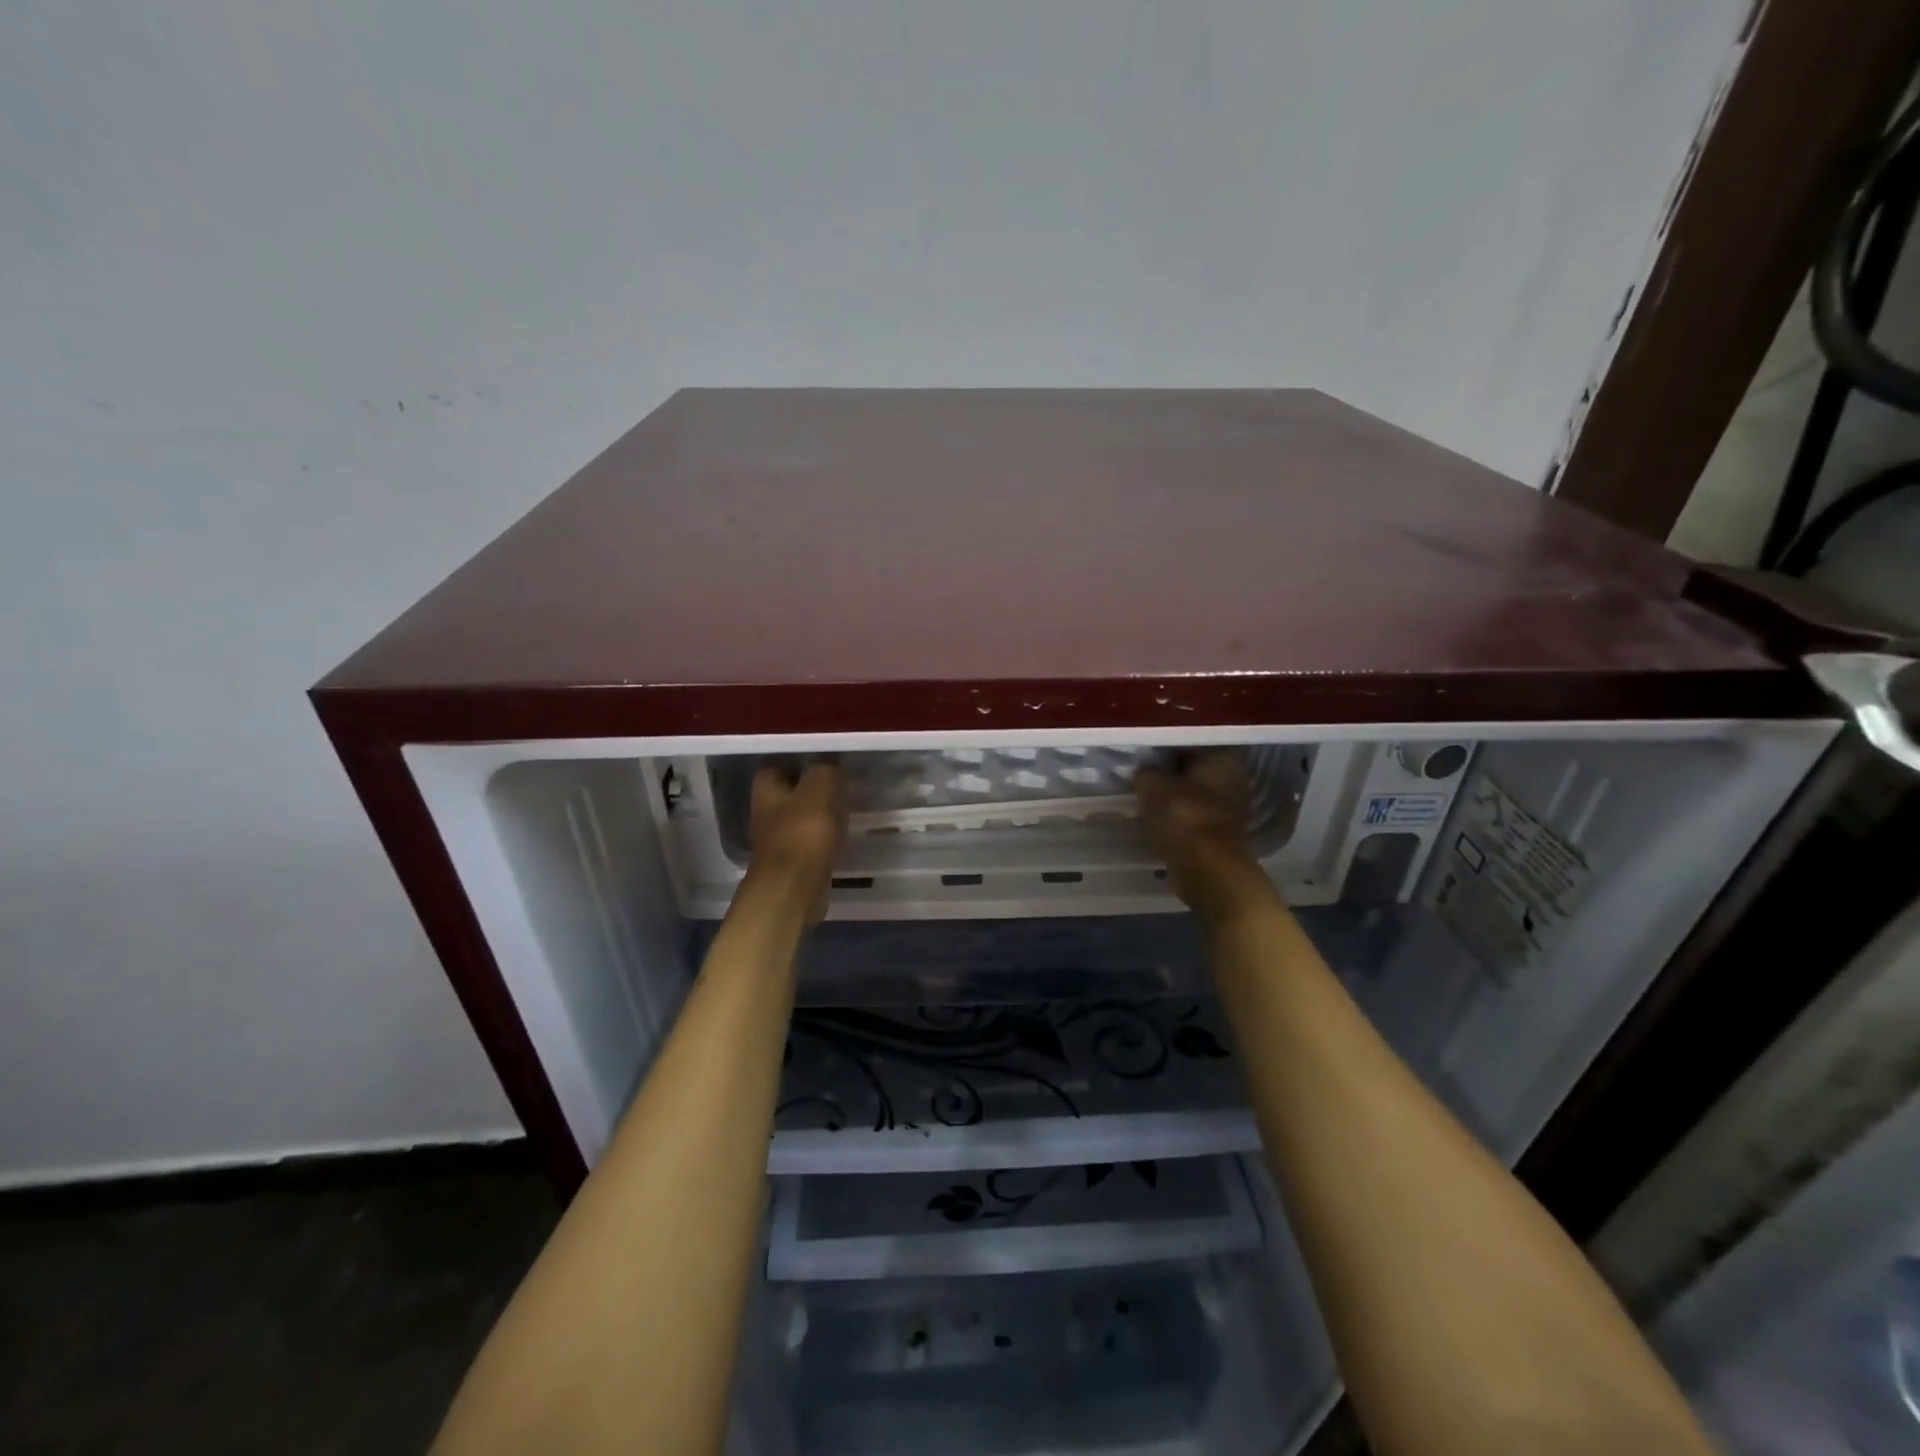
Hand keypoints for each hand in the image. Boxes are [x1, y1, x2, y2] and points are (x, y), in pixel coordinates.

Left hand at [747, 761, 846, 922]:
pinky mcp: (793, 858)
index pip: (777, 761)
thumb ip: (825, 768)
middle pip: (790, 788)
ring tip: (849, 800)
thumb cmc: (803, 832)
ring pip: (802, 813)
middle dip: (813, 782)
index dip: (800, 755)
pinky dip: (826, 832)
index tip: (826, 752)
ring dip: (822, 808)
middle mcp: (766, 810)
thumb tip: (829, 761)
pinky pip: (812, 836)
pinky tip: (845, 829)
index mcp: (766, 788)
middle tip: (843, 775)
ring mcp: (778, 836)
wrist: (794, 889)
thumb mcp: (820, 787)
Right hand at [1134, 751, 1275, 925]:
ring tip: (1142, 795)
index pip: (1187, 741)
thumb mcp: (1152, 785)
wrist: (1207, 869)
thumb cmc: (1183, 817)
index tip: (1140, 754)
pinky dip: (1176, 814)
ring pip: (1191, 791)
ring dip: (1170, 794)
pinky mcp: (1221, 830)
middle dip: (1167, 771)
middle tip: (1139, 774)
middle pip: (1192, 767)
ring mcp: (1230, 806)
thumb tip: (1143, 773)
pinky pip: (1192, 813)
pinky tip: (1155, 816)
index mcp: (1223, 757)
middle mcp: (1233, 777)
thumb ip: (1145, 772)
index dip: (1161, 747)